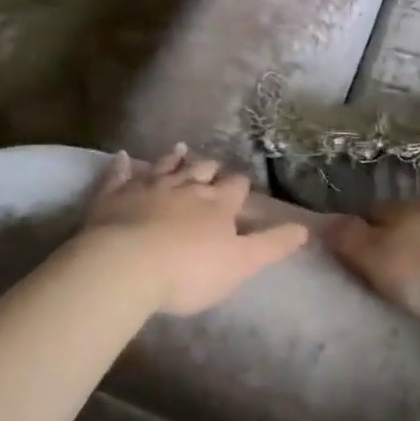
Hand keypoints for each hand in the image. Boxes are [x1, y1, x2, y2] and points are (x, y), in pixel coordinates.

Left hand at [80, 147, 308, 314]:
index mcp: (218, 204)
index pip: (236, 187)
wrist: (126, 265)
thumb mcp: (241, 263)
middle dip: (210, 169)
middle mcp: (186, 187)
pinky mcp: (113, 196)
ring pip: (165, 167)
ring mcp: (148, 187)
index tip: (242, 186)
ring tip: (180, 149)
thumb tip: (306, 228)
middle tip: (213, 167)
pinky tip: (122, 156)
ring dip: (174, 159)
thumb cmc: (189, 271)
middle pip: (202, 171)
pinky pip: (119, 175)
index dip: (240, 186)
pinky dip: (122, 165)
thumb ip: (272, 244)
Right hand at [323, 201, 419, 327]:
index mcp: (400, 208)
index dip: (361, 229)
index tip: (357, 252)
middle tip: (387, 266)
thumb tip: (323, 219)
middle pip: (403, 218)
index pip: (372, 211)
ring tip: (419, 273)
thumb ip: (348, 238)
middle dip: (394, 236)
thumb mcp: (374, 259)